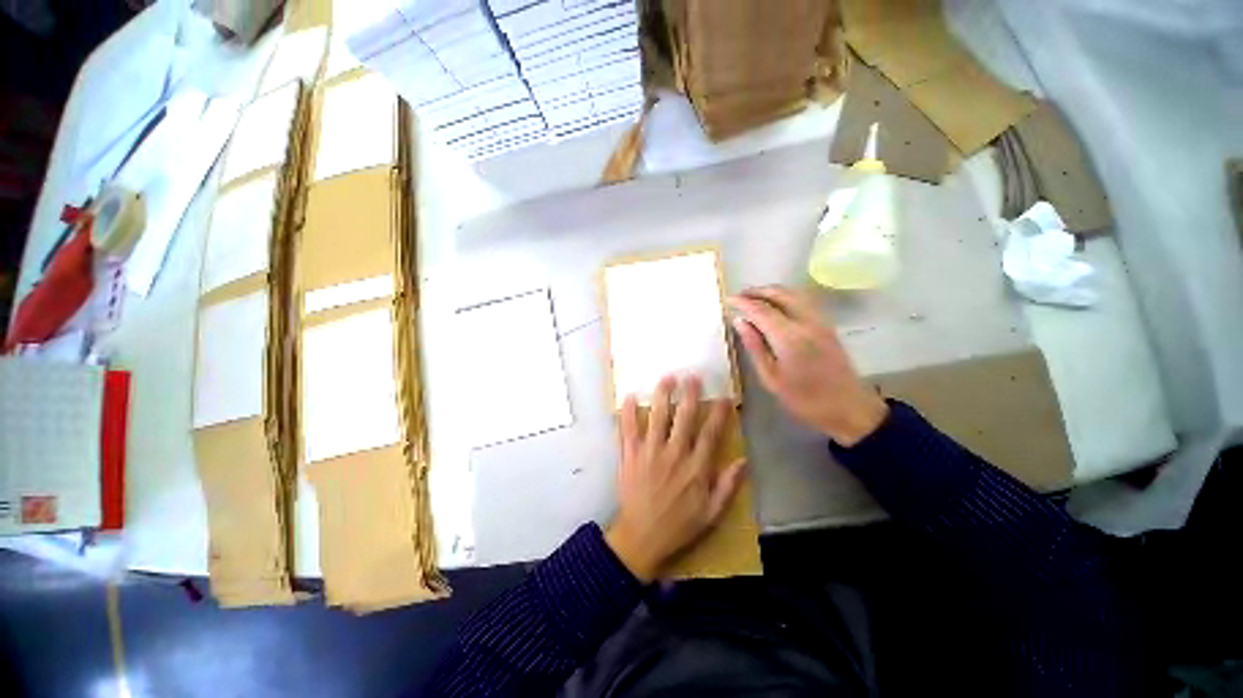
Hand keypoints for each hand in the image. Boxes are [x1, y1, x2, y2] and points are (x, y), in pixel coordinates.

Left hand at [605, 375, 746, 582]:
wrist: (641, 537)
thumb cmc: (678, 525)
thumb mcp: (711, 514)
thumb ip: (728, 487)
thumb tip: (744, 461)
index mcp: (695, 468)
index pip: (710, 434)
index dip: (719, 414)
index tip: (724, 397)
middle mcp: (673, 455)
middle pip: (684, 419)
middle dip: (690, 395)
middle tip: (693, 376)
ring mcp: (649, 453)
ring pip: (658, 418)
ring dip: (663, 396)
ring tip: (667, 378)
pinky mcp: (630, 456)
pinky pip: (628, 430)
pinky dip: (628, 413)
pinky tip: (630, 396)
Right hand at [729, 285, 887, 446]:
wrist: (849, 408)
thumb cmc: (804, 398)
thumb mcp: (771, 378)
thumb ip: (755, 346)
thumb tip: (739, 322)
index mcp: (789, 337)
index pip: (761, 309)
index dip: (742, 302)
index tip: (728, 299)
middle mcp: (806, 322)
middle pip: (779, 294)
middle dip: (757, 291)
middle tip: (739, 296)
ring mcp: (819, 321)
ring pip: (793, 294)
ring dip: (772, 291)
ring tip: (754, 298)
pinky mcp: (827, 325)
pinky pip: (803, 300)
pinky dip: (786, 296)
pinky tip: (777, 305)